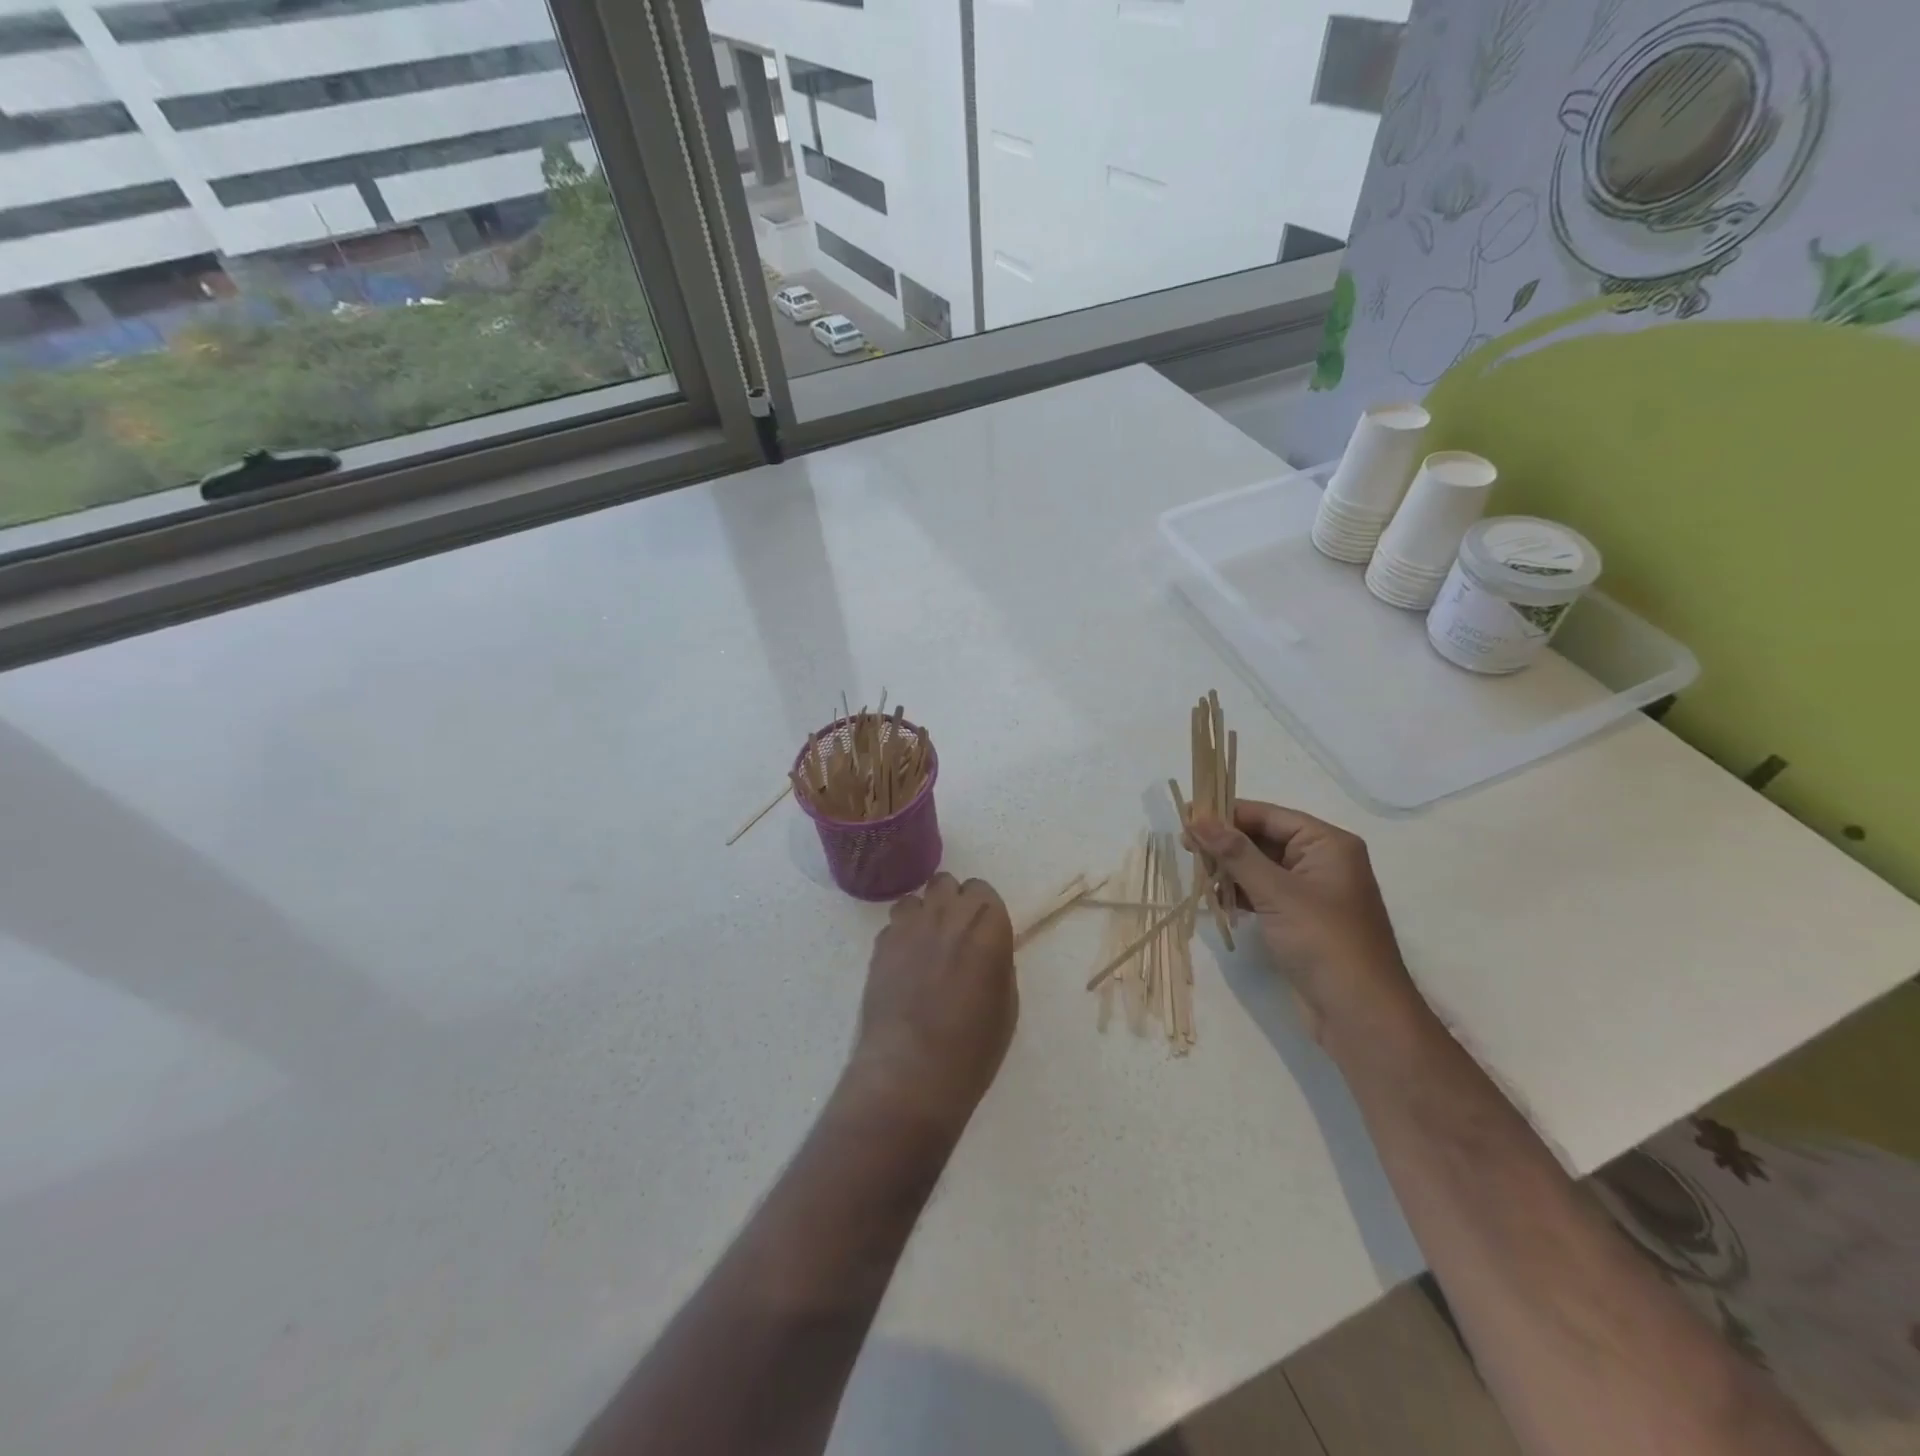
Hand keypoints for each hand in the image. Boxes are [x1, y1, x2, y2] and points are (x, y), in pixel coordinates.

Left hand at [850, 873, 1016, 1135]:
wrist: (913, 1068)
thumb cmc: (973, 1046)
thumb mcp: (1006, 1003)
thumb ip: (996, 962)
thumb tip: (985, 951)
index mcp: (988, 924)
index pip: (983, 891)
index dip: (982, 910)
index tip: (981, 933)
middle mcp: (948, 913)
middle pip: (947, 883)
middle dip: (952, 902)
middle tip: (954, 936)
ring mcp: (910, 925)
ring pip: (916, 898)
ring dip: (923, 914)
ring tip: (925, 946)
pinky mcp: (881, 943)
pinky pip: (894, 924)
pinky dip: (901, 936)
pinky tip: (903, 965)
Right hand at [1187, 802, 1421, 1043]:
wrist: (1361, 1016)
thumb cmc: (1324, 942)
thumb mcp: (1276, 892)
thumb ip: (1235, 852)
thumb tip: (1198, 817)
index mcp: (1327, 844)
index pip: (1269, 815)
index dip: (1227, 813)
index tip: (1186, 816)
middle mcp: (1322, 861)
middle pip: (1264, 838)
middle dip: (1225, 843)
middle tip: (1184, 846)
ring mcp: (1312, 892)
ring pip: (1260, 867)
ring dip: (1229, 869)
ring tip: (1197, 875)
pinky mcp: (1300, 919)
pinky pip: (1263, 893)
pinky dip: (1240, 893)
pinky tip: (1215, 899)